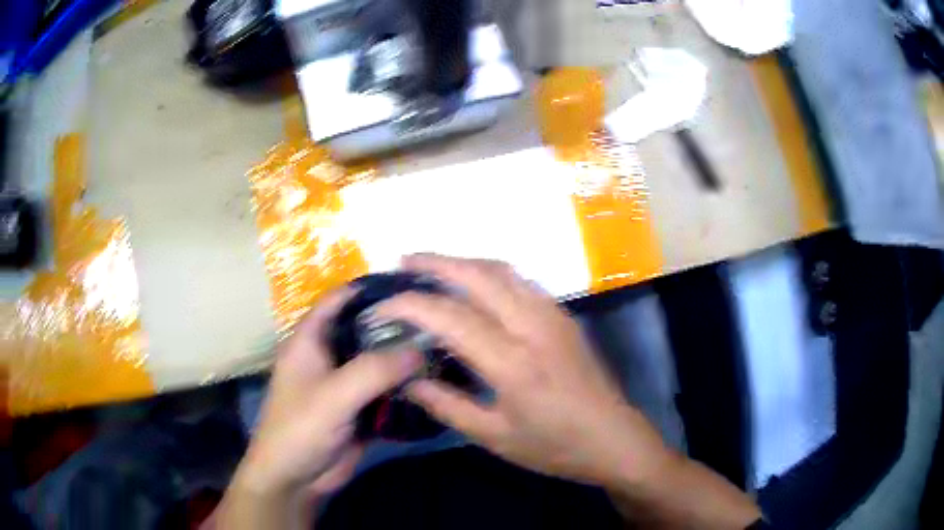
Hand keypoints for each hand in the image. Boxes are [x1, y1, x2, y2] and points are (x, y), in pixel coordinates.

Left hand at [220, 288, 421, 526]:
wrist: (296, 479)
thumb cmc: (300, 429)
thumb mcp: (333, 395)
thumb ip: (374, 370)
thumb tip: (420, 348)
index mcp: (310, 340)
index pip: (339, 300)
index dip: (369, 288)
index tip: (410, 283)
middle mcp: (329, 355)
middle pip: (365, 328)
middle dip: (397, 323)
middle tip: (438, 315)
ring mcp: (345, 383)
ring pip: (378, 360)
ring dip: (404, 355)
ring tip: (444, 343)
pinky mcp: (360, 407)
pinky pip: (386, 388)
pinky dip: (406, 384)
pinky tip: (434, 377)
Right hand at [374, 254, 670, 485]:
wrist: (613, 438)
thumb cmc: (554, 446)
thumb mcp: (494, 436)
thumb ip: (446, 405)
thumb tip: (406, 379)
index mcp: (513, 362)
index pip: (450, 317)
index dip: (410, 305)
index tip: (382, 306)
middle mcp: (533, 326)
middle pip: (478, 276)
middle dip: (436, 262)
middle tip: (404, 262)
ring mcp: (553, 315)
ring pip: (502, 271)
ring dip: (464, 262)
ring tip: (433, 267)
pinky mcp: (564, 316)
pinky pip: (521, 281)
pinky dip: (490, 273)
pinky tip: (476, 285)